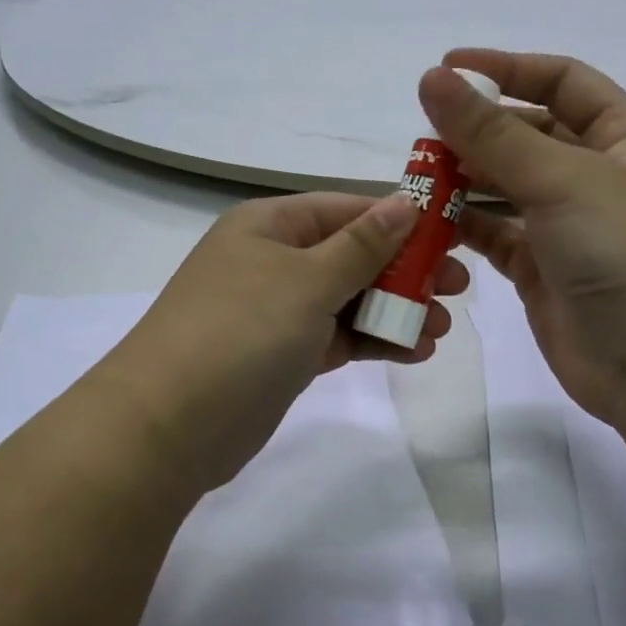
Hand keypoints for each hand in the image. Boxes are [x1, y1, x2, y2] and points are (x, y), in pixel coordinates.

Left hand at [100, 192, 468, 493]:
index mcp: (269, 225)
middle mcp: (271, 261)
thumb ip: (362, 244)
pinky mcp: (280, 356)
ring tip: (439, 329)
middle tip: (457, 290)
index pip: (347, 209)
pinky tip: (412, 351)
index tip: (453, 237)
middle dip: (404, 271)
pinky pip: (336, 337)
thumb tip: (406, 201)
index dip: (400, 220)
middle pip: (351, 255)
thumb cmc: (241, 332)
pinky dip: (371, 341)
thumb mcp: (307, 279)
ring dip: (394, 311)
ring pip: (347, 299)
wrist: (168, 425)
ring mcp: (274, 311)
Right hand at [419, 50, 625, 424]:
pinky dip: (464, 227)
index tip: (447, 70)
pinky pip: (496, 238)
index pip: (563, 83)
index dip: (507, 70)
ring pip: (507, 189)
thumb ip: (492, 133)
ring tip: (416, 177)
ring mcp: (570, 230)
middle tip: (422, 135)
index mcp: (625, 141)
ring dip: (464, 179)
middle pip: (529, 136)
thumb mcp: (563, 180)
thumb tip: (432, 79)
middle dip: (478, 130)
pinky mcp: (543, 274)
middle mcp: (598, 179)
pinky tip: (429, 222)